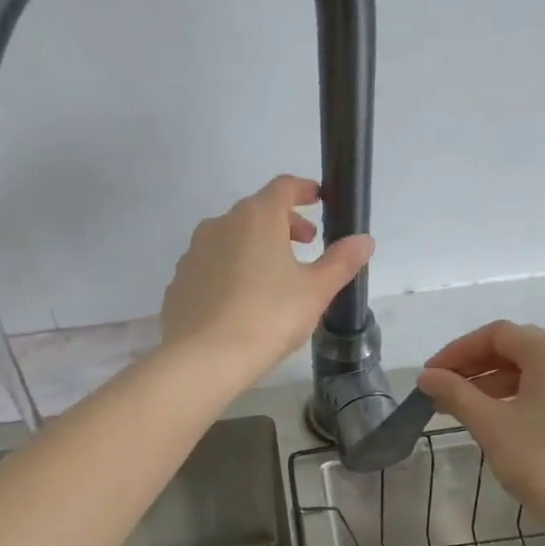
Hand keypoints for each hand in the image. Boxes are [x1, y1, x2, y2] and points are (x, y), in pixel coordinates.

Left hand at [160, 175, 373, 384]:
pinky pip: (211, 267)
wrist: (203, 358)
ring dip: (255, 247)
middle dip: (284, 224)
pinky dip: (229, 272)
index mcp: (256, 217)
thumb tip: (364, 240)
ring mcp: (194, 253)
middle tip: (305, 246)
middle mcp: (220, 224)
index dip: (304, 190)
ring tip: (274, 277)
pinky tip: (241, 302)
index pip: (283, 187)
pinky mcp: (179, 282)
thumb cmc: (268, 317)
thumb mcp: (315, 291)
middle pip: (256, 212)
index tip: (318, 200)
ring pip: (230, 239)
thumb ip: (341, 262)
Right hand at [417, 321, 544, 532]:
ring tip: (465, 408)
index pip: (497, 335)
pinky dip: (523, 395)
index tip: (431, 376)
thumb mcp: (490, 425)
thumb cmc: (541, 462)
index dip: (458, 351)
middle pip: (518, 348)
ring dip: (496, 382)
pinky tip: (501, 419)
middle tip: (443, 392)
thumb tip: (426, 376)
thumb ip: (455, 393)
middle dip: (476, 366)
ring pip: (537, 370)